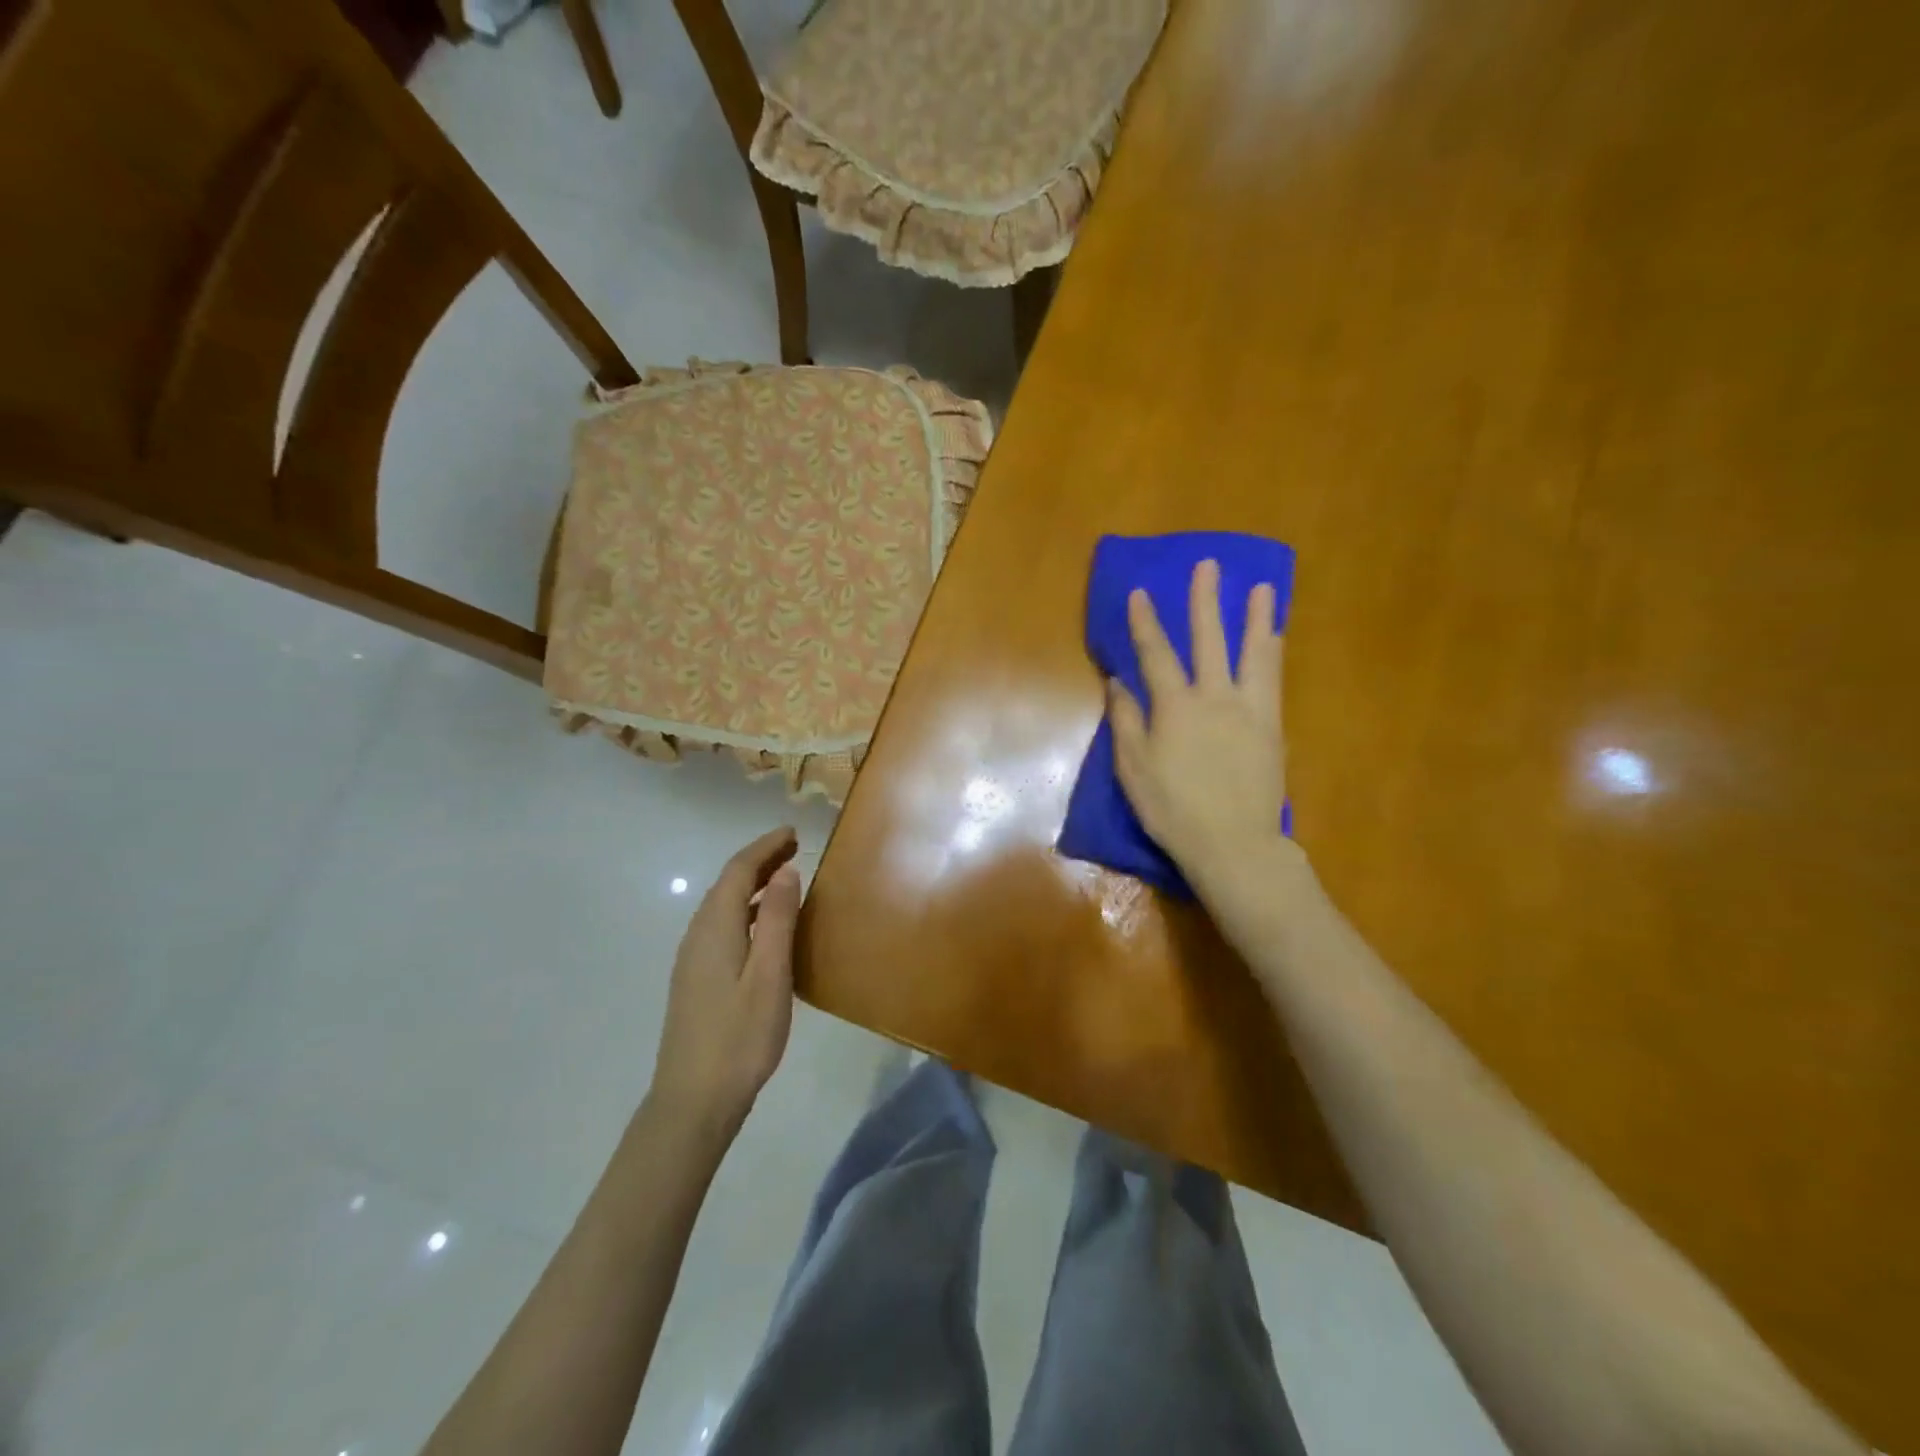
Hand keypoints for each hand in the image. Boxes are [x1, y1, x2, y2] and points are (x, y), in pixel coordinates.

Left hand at [649, 827, 801, 1133]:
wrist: (693, 1100)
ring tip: (783, 880)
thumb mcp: (770, 975)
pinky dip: (744, 911)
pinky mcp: (695, 980)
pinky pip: (720, 926)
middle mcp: (698, 935)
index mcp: (716, 928)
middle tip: (793, 848)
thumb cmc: (740, 1036)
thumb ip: (777, 920)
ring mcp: (692, 959)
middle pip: (726, 884)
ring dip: (751, 885)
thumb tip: (784, 871)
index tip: (793, 832)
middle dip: (759, 861)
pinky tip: (762, 928)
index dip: (765, 847)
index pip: (738, 871)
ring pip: (722, 906)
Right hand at [1107, 559, 1301, 904]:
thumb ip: (1126, 722)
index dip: (1145, 623)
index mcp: (1176, 707)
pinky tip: (1275, 640)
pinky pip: (1273, 681)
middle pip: (1210, 640)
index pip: (1156, 655)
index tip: (1140, 592)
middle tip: (1209, 565)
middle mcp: (1215, 698)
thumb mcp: (1133, 769)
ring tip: (1262, 589)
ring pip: (1253, 654)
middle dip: (1206, 601)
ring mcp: (1249, 711)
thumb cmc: (1173, 809)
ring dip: (1256, 618)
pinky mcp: (1271, 728)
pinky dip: (1272, 654)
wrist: (1233, 843)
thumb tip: (1119, 682)